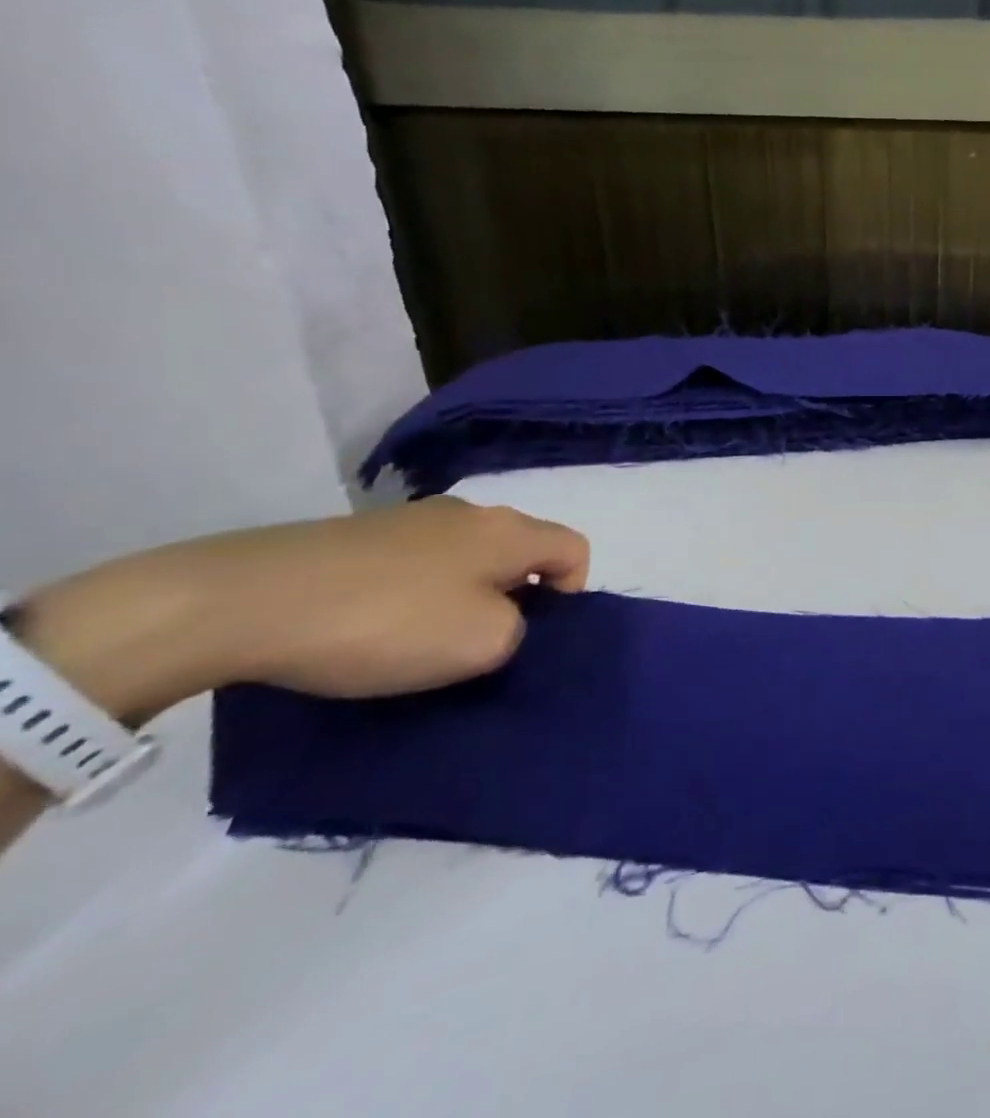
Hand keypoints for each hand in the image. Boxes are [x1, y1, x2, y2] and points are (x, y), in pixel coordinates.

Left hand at [14, 498, 590, 720]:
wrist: (241, 601)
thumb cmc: (386, 621)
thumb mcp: (481, 644)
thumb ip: (521, 631)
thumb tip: (506, 620)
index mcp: (509, 530)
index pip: (576, 549)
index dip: (572, 594)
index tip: (535, 636)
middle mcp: (469, 513)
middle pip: (521, 551)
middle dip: (515, 598)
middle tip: (481, 647)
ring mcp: (409, 519)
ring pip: (466, 559)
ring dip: (461, 598)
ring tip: (421, 644)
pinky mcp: (357, 536)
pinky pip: (415, 564)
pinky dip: (413, 596)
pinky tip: (374, 629)